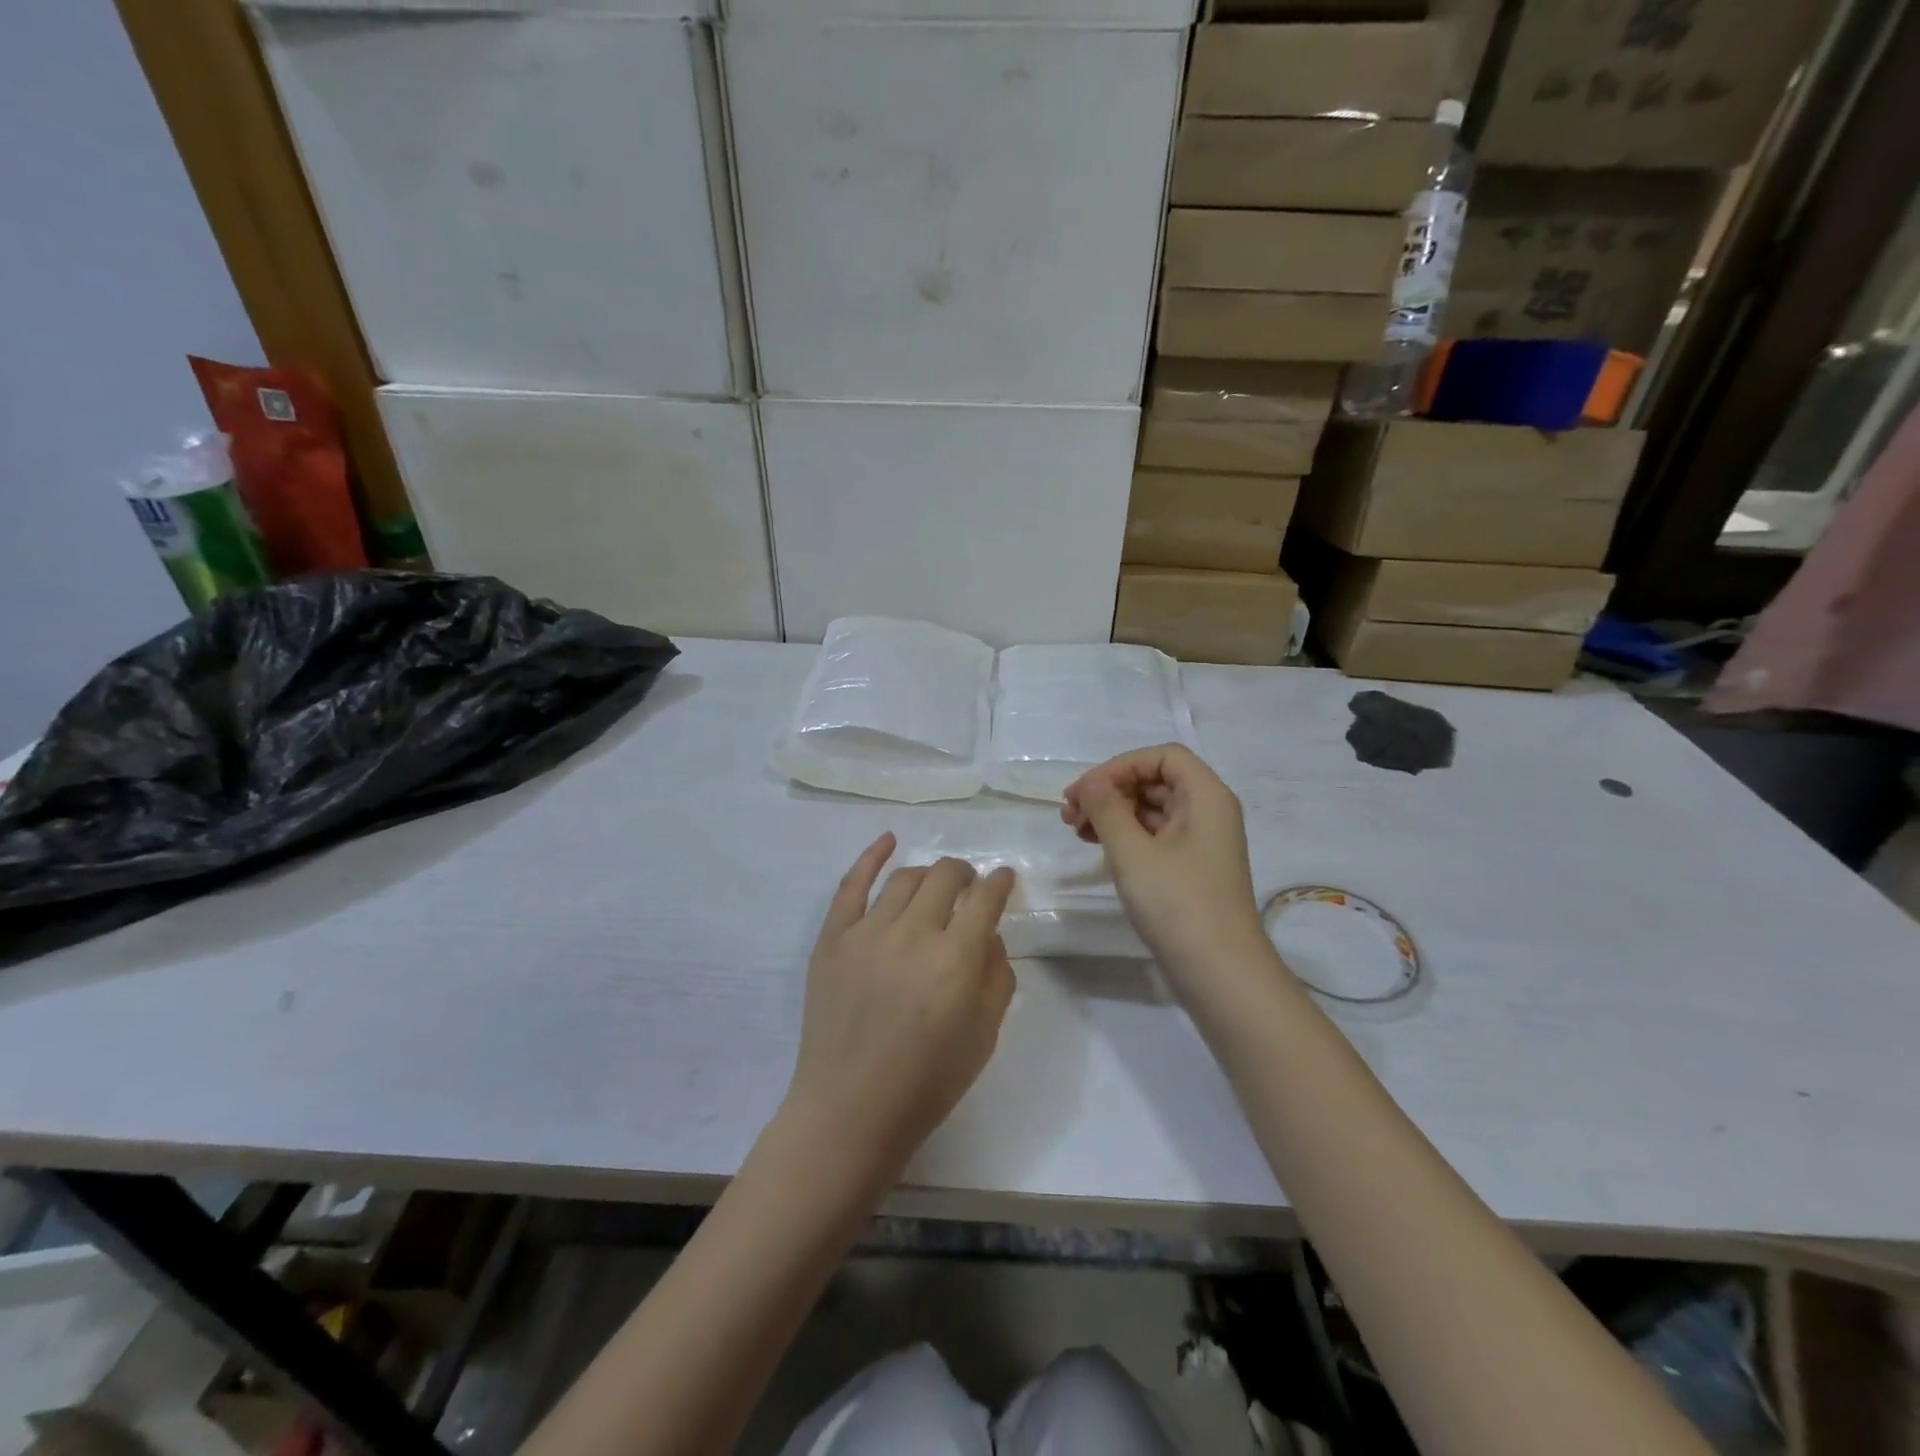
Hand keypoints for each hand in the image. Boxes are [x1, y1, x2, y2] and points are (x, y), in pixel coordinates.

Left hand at [785, 834, 1017, 1177]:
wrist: (849, 1110)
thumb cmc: (926, 1082)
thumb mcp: (983, 1037)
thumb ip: (996, 978)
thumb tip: (990, 936)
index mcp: (954, 960)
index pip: (984, 899)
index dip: (1000, 882)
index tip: (1004, 878)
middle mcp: (912, 933)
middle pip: (945, 877)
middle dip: (965, 874)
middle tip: (970, 885)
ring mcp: (866, 932)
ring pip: (905, 878)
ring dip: (928, 874)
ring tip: (935, 884)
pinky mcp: (832, 938)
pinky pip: (851, 884)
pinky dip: (871, 856)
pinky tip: (888, 840)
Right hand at [1062, 745, 1268, 981]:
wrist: (1220, 974)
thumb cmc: (1178, 904)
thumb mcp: (1132, 852)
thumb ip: (1107, 809)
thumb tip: (1092, 783)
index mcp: (1206, 796)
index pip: (1162, 756)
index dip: (1120, 766)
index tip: (1085, 791)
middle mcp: (1208, 811)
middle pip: (1155, 781)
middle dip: (1110, 790)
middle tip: (1069, 813)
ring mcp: (1201, 842)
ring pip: (1151, 809)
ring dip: (1112, 813)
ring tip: (1075, 830)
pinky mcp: (1191, 868)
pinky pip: (1155, 836)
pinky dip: (1124, 835)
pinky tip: (1097, 847)